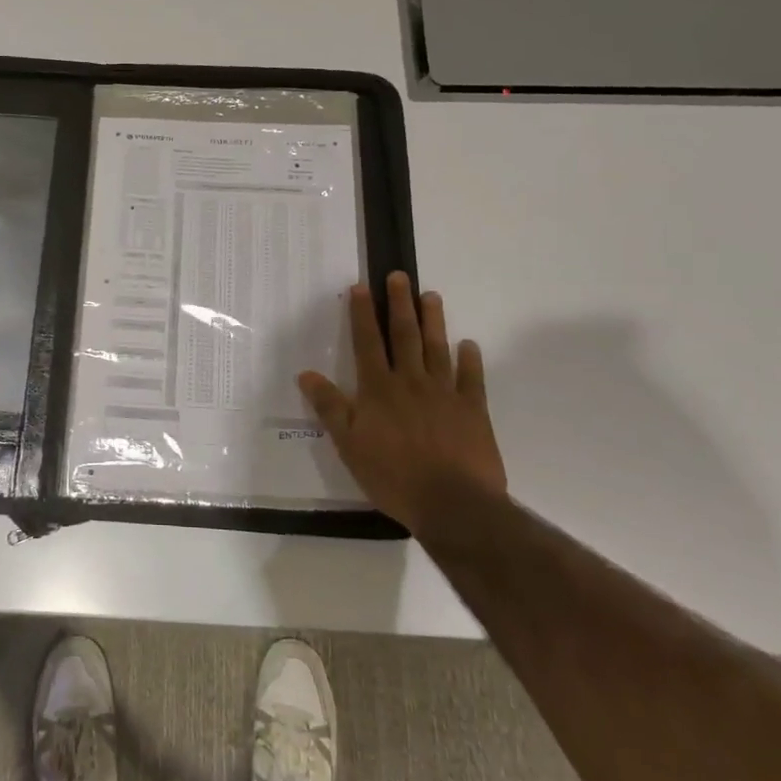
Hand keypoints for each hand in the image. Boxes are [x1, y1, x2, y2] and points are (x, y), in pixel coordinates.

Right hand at [298, 272, 506, 528]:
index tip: (361, 287)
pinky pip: (472, 378)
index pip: (367, 343)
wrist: (452, 503)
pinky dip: (470, 360)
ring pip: (437, 349)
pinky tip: (469, 345)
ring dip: (433, 321)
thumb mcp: (349, 444)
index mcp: (379, 389)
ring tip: (430, 296)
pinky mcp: (473, 411)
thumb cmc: (393, 475)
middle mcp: (411, 382)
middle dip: (399, 304)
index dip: (362, 314)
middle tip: (399, 276)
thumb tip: (306, 374)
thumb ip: (330, 407)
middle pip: (404, 336)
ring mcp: (445, 394)